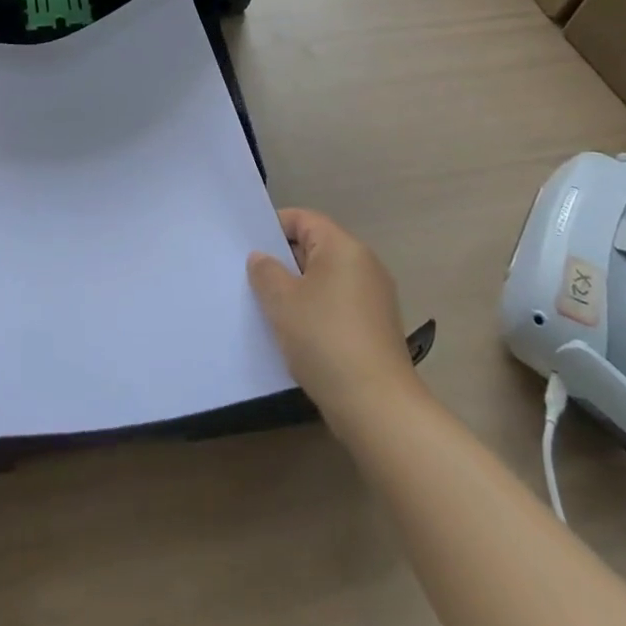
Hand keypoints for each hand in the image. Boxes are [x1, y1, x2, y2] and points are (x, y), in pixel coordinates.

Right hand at [248, 209, 417, 429]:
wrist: (377, 406)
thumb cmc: (325, 339)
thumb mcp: (282, 301)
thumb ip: (265, 271)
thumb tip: (262, 258)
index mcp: (343, 247)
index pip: (304, 219)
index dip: (273, 227)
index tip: (248, 248)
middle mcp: (364, 264)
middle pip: (316, 248)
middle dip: (283, 261)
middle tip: (252, 280)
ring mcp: (375, 297)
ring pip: (326, 279)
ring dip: (298, 290)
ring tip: (270, 309)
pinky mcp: (377, 328)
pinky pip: (338, 305)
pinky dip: (316, 312)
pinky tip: (297, 335)